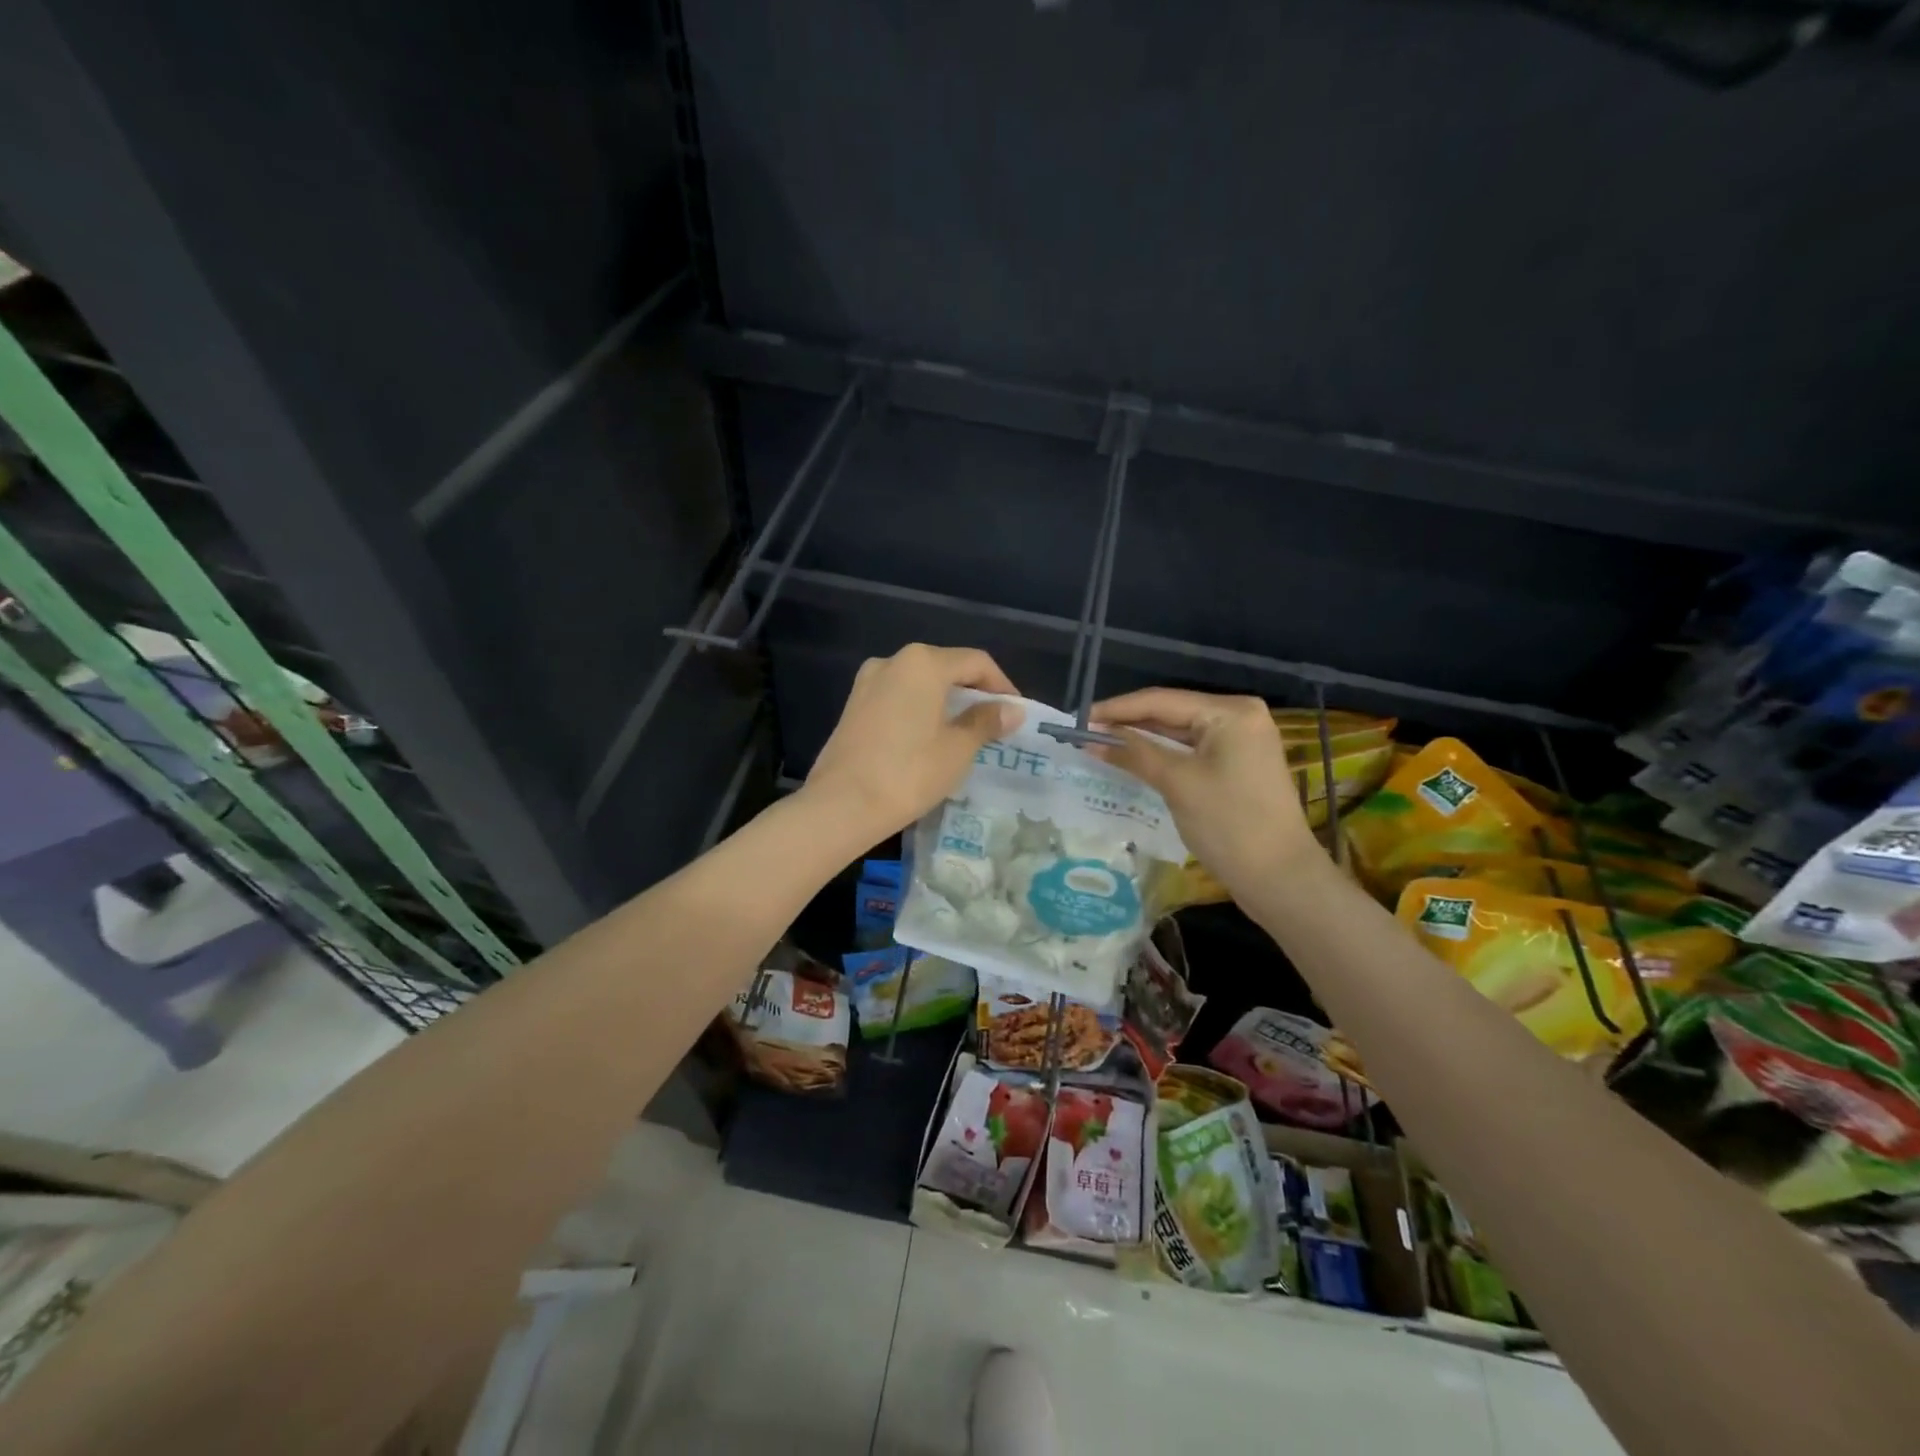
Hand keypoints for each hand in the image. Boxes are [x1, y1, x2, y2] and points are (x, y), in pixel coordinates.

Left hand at [805, 644, 1023, 838]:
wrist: (842, 805)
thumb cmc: (909, 772)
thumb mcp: (957, 748)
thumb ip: (986, 722)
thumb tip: (1012, 709)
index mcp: (923, 663)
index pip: (975, 662)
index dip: (1001, 685)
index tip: (1015, 714)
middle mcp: (893, 661)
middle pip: (946, 667)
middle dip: (973, 693)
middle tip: (994, 724)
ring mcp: (868, 682)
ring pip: (920, 683)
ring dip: (945, 702)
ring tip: (964, 733)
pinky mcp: (854, 706)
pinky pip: (898, 698)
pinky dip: (920, 710)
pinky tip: (929, 738)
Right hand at [1090, 688, 1319, 899]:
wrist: (1280, 877)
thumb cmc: (1229, 824)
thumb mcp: (1177, 784)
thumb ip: (1134, 754)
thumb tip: (1091, 738)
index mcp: (1231, 711)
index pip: (1162, 700)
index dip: (1117, 709)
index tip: (1078, 720)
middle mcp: (1239, 716)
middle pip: (1171, 712)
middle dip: (1128, 723)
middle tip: (1085, 733)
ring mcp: (1241, 741)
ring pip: (1179, 732)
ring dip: (1143, 740)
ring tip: (1100, 743)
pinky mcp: (1238, 764)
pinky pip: (1191, 750)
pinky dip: (1162, 755)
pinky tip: (1133, 758)